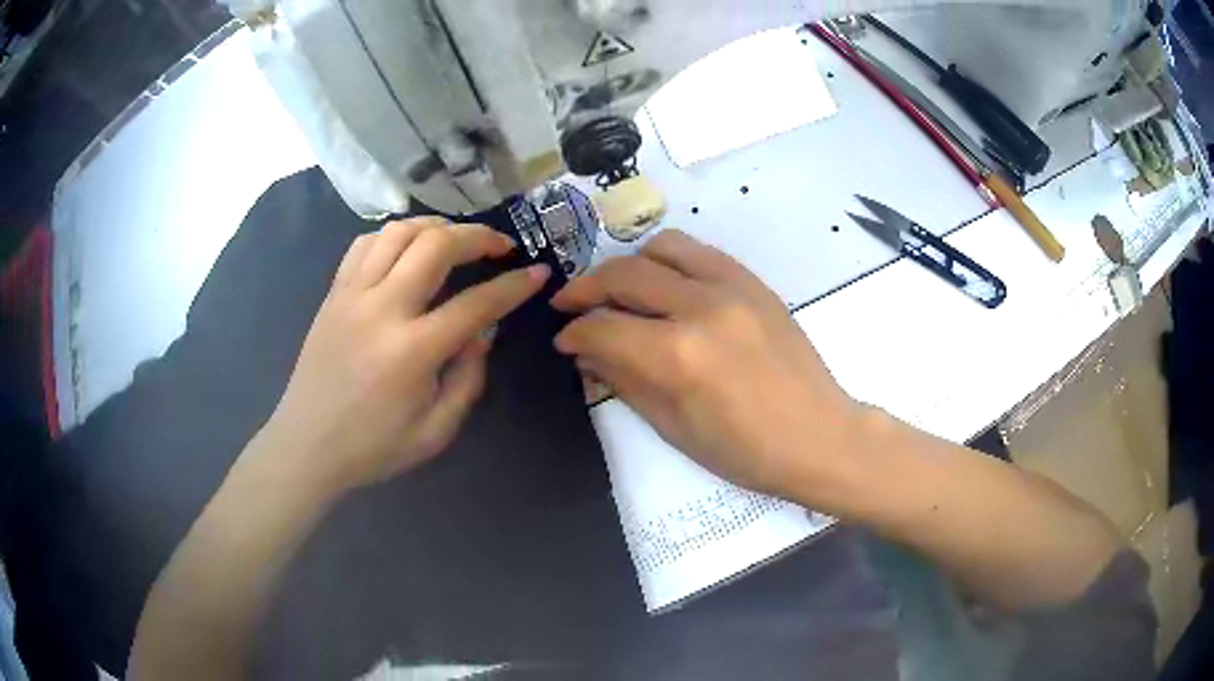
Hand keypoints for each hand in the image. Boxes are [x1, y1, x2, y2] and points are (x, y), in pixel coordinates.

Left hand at [259, 217, 549, 495]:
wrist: (306, 445)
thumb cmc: (373, 447)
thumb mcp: (435, 432)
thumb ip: (467, 379)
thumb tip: (483, 331)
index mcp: (412, 351)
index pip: (476, 303)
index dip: (514, 285)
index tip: (539, 273)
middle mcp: (381, 309)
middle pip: (436, 244)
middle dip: (478, 236)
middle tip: (500, 246)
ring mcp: (352, 294)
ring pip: (399, 232)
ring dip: (436, 227)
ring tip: (455, 241)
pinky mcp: (333, 293)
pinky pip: (364, 244)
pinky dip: (394, 236)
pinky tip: (407, 251)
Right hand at [551, 230, 860, 500]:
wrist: (819, 435)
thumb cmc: (745, 451)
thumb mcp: (673, 427)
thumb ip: (624, 380)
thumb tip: (585, 353)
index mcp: (677, 355)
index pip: (603, 326)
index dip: (572, 332)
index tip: (562, 340)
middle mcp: (700, 307)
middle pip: (623, 275)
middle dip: (585, 289)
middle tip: (570, 305)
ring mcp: (732, 287)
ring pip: (661, 247)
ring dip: (629, 265)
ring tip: (620, 290)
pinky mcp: (754, 282)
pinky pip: (700, 252)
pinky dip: (670, 261)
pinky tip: (665, 286)